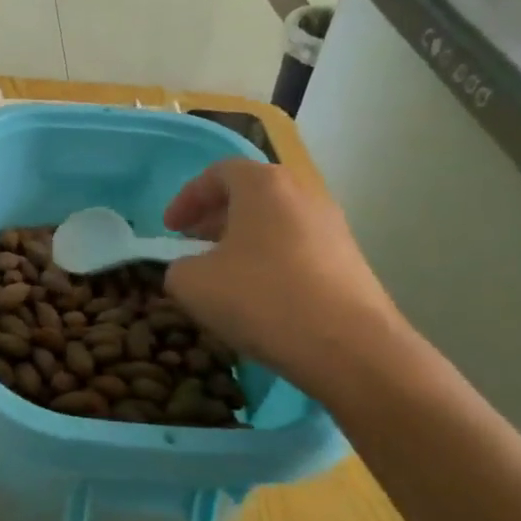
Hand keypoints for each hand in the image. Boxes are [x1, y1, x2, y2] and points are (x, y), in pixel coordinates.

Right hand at [162, 159, 409, 405]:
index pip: (219, 173)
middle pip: (251, 194)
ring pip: (276, 223)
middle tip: (193, 246)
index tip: (170, 230)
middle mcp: (303, 195)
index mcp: (264, 186)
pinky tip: (261, 299)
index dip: (187, 198)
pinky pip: (299, 250)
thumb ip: (178, 267)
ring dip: (244, 242)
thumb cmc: (262, 299)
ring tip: (224, 275)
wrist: (350, 348)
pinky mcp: (350, 262)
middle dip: (216, 218)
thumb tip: (190, 269)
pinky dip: (272, 263)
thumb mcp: (193, 284)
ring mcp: (333, 228)